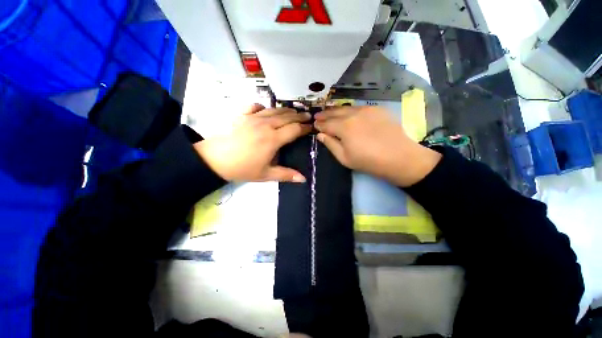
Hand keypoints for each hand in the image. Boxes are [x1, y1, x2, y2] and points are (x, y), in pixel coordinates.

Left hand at [194, 104, 311, 181]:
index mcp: (273, 139)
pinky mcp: (243, 115)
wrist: (215, 159)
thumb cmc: (243, 168)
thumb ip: (286, 175)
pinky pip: (256, 106)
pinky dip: (264, 106)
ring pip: (274, 110)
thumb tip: (303, 179)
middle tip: (307, 116)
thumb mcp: (266, 175)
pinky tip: (266, 110)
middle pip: (287, 116)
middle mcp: (266, 124)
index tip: (311, 127)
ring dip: (286, 110)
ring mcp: (253, 117)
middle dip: (299, 116)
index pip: (294, 129)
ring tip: (294, 111)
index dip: (305, 127)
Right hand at [314, 106, 440, 186]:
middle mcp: (353, 114)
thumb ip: (331, 144)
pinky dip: (349, 110)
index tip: (314, 125)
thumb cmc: (369, 161)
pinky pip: (358, 107)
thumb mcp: (345, 158)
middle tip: (317, 115)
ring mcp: (367, 109)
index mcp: (344, 127)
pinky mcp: (377, 109)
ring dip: (335, 110)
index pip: (327, 124)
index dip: (319, 125)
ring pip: (346, 108)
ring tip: (329, 112)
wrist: (399, 157)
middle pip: (335, 112)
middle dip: (325, 114)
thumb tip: (320, 135)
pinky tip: (347, 113)